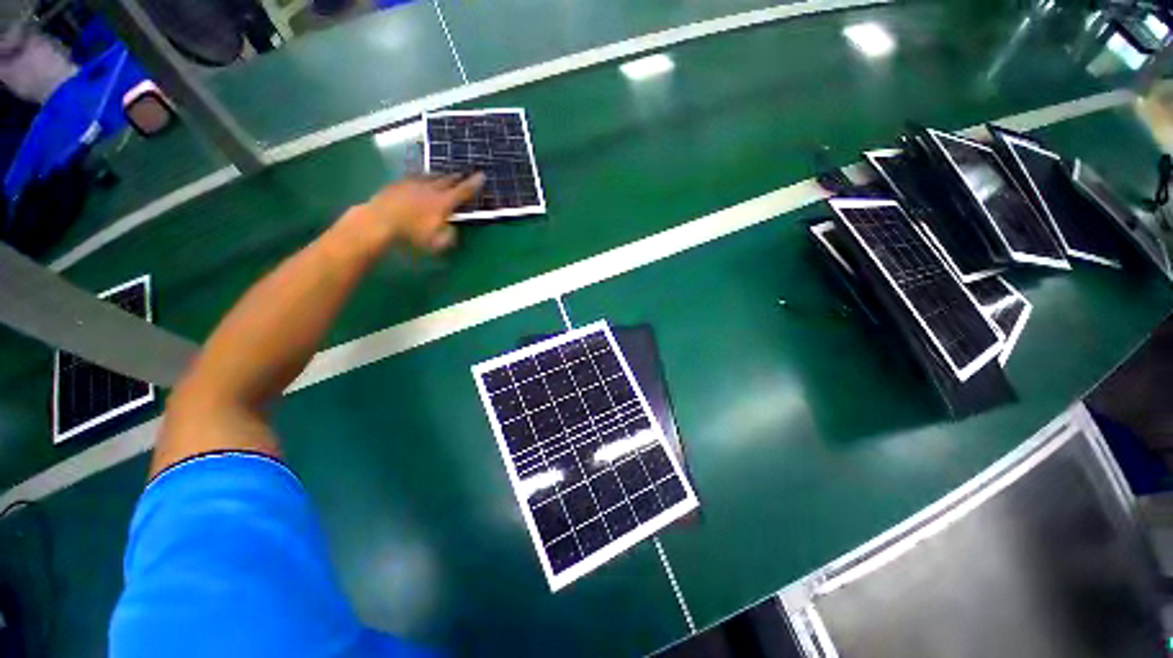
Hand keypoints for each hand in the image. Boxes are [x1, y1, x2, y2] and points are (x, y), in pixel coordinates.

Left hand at [344, 173, 484, 254]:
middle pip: (448, 180)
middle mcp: (431, 189)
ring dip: (441, 175)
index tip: (482, 175)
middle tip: (464, 175)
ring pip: (432, 176)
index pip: (463, 191)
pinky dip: (423, 177)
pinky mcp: (398, 183)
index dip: (474, 184)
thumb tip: (453, 229)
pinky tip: (421, 178)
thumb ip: (449, 235)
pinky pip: (415, 177)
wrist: (379, 221)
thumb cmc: (411, 235)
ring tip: (445, 175)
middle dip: (458, 178)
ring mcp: (413, 184)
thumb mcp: (436, 242)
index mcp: (443, 202)